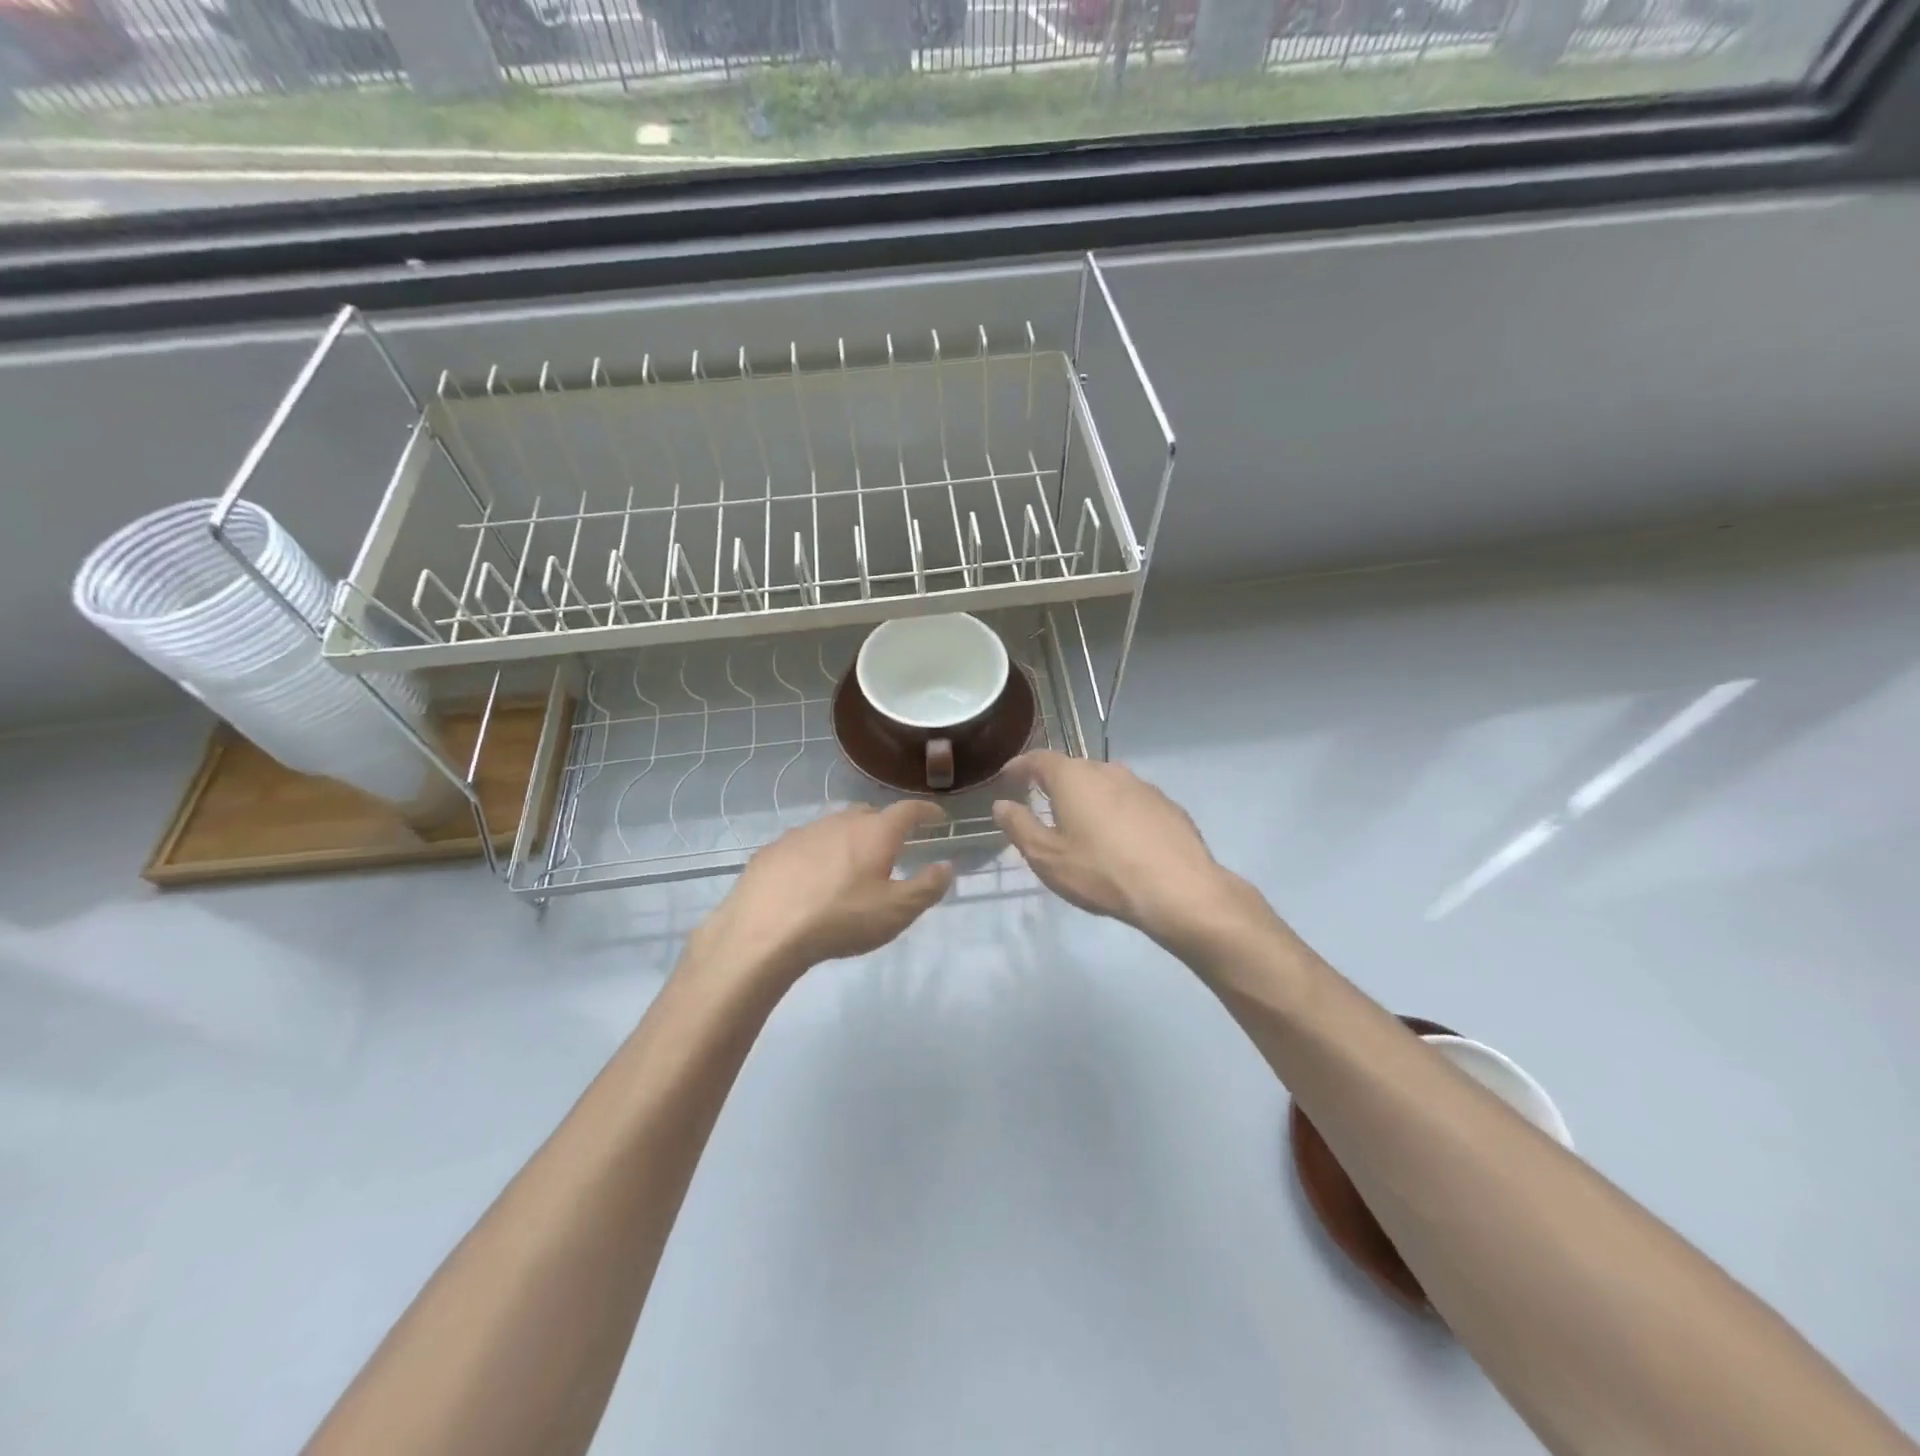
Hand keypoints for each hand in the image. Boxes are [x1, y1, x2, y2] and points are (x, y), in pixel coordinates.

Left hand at [687, 801, 954, 985]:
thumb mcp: (896, 912)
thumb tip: (945, 866)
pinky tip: (810, 879)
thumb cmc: (840, 920)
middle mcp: (839, 822)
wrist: (763, 933)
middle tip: (893, 846)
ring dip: (848, 839)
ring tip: (851, 864)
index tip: (937, 817)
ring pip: (834, 827)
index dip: (926, 811)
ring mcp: (802, 832)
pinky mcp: (773, 850)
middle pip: (869, 813)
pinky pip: (804, 844)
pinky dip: (816, 854)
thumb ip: (927, 887)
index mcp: (875, 832)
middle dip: (885, 824)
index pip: (908, 810)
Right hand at [992, 751, 1264, 955]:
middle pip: (1074, 768)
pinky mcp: (1166, 805)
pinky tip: (1119, 839)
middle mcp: (1108, 770)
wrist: (1178, 890)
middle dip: (1055, 783)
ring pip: (1105, 784)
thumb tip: (1002, 804)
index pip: (1039, 759)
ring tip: (1081, 824)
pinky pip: (1130, 801)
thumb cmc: (1101, 872)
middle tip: (1042, 803)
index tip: (1008, 776)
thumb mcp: (1047, 857)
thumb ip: (1020, 826)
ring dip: (1089, 798)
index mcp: (1073, 777)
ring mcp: (1142, 785)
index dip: (1020, 766)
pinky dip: (1117, 812)